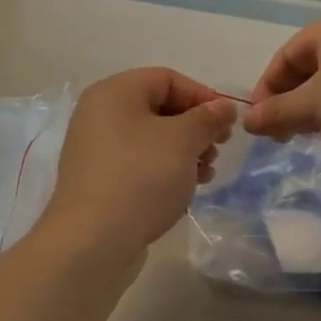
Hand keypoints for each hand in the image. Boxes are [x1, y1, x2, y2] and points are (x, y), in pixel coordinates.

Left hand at [42, 68, 237, 255]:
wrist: (93, 241)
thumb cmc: (141, 177)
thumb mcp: (182, 141)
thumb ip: (207, 118)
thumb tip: (223, 107)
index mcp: (114, 93)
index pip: (166, 79)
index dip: (202, 96)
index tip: (228, 122)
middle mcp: (99, 114)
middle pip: (159, 108)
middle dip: (195, 127)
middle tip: (218, 149)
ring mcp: (96, 149)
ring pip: (151, 138)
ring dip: (184, 151)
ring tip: (206, 174)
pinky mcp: (99, 180)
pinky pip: (139, 163)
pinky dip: (165, 170)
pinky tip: (185, 189)